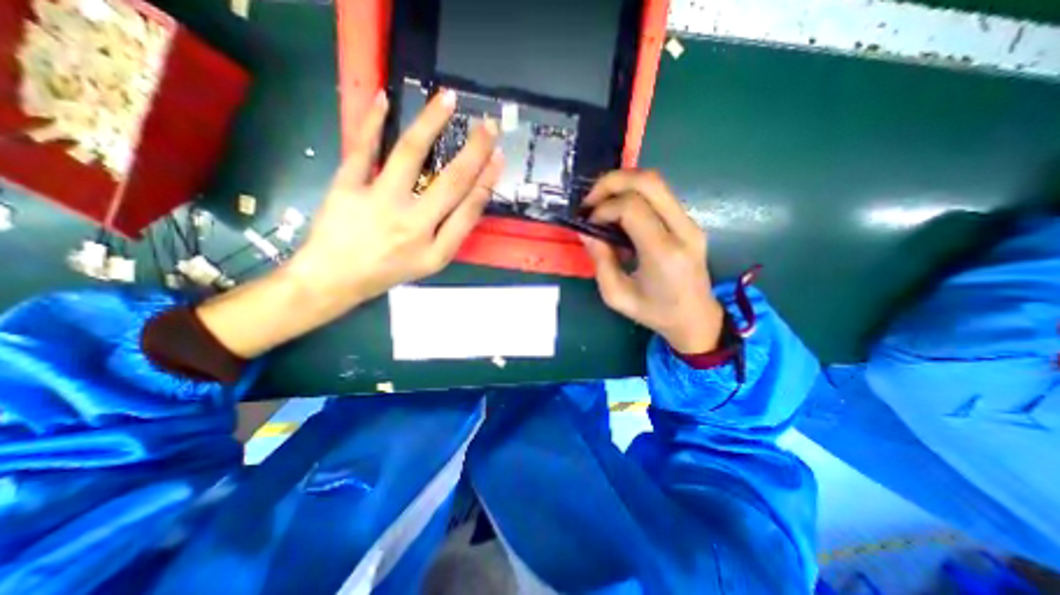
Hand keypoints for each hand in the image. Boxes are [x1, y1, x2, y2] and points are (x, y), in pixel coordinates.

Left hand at [197, 88, 503, 356]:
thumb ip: (453, 234)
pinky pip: (363, 148)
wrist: (335, 279)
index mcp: (435, 249)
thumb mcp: (430, 263)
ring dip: (431, 123)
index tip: (499, 158)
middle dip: (475, 150)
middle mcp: (412, 225)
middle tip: (489, 125)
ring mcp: (378, 203)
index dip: (487, 181)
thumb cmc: (389, 271)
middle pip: (450, 181)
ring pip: (410, 154)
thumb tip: (473, 197)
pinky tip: (383, 99)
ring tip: (446, 99)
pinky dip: (372, 121)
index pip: (469, 210)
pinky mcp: (346, 187)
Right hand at [576, 170, 725, 353]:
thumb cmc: (655, 312)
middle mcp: (683, 230)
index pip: (632, 207)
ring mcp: (690, 223)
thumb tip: (586, 232)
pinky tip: (618, 212)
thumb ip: (600, 260)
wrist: (696, 318)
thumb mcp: (616, 295)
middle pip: (649, 181)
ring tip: (601, 203)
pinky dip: (633, 194)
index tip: (589, 224)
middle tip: (590, 200)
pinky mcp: (689, 222)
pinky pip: (660, 194)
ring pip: (656, 182)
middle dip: (611, 182)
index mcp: (664, 253)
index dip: (604, 208)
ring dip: (622, 184)